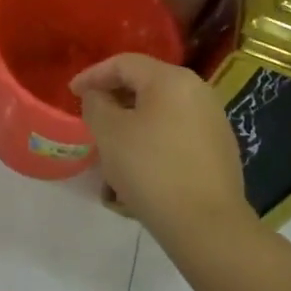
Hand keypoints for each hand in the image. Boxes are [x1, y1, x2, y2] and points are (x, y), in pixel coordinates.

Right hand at [70, 54, 257, 253]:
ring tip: (111, 148)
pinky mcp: (219, 150)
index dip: (93, 75)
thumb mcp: (109, 133)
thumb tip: (99, 96)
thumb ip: (96, 104)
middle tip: (90, 117)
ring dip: (132, 125)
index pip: (124, 63)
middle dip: (113, 100)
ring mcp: (213, 121)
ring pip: (160, 113)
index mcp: (171, 79)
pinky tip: (138, 169)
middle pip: (145, 85)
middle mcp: (197, 91)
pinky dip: (153, 142)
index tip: (71, 93)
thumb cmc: (151, 170)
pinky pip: (176, 134)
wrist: (207, 226)